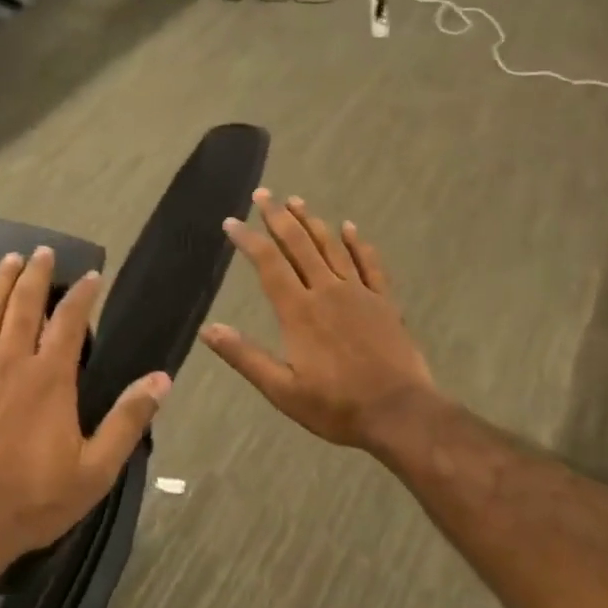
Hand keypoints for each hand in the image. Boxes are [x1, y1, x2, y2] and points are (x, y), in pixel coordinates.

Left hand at [0, 246, 171, 568]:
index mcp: (50, 378)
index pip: (69, 322)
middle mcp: (11, 363)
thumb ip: (128, 420)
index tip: (92, 275)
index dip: (82, 295)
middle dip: (36, 275)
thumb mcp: (95, 469)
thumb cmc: (33, 500)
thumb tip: (163, 379)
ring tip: (9, 259)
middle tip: (44, 251)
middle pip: (24, 306)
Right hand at [200, 190, 437, 451]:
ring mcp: (359, 294)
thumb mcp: (282, 390)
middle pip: (299, 245)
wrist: (399, 412)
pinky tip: (350, 227)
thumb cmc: (336, 406)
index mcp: (299, 312)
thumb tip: (208, 330)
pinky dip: (358, 243)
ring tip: (297, 201)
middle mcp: (327, 292)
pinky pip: (370, 264)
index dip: (249, 240)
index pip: (268, 265)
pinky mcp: (385, 302)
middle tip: (264, 194)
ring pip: (332, 248)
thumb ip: (245, 356)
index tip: (232, 222)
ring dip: (313, 222)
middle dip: (278, 218)